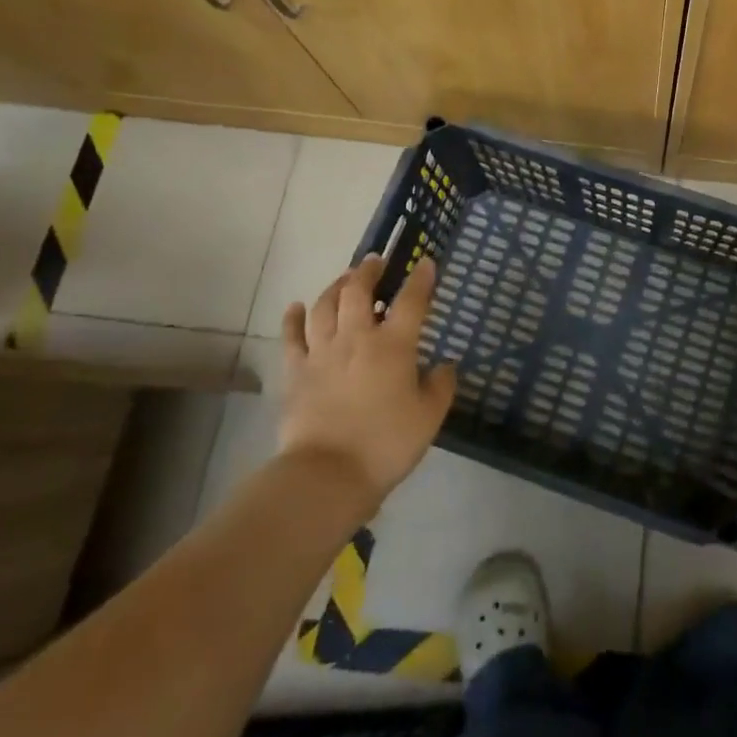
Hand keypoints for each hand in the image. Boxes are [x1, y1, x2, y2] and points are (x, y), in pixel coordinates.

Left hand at [278, 256, 456, 512]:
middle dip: (368, 271)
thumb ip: (440, 386)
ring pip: (324, 305)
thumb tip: (445, 365)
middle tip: (375, 262)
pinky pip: (291, 336)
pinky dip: (293, 317)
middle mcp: (356, 338)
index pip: (411, 300)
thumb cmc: (386, 444)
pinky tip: (296, 306)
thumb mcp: (429, 417)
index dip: (420, 278)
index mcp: (394, 345)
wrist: (328, 474)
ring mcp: (322, 352)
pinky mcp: (296, 372)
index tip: (426, 262)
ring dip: (335, 286)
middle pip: (358, 291)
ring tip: (345, 278)